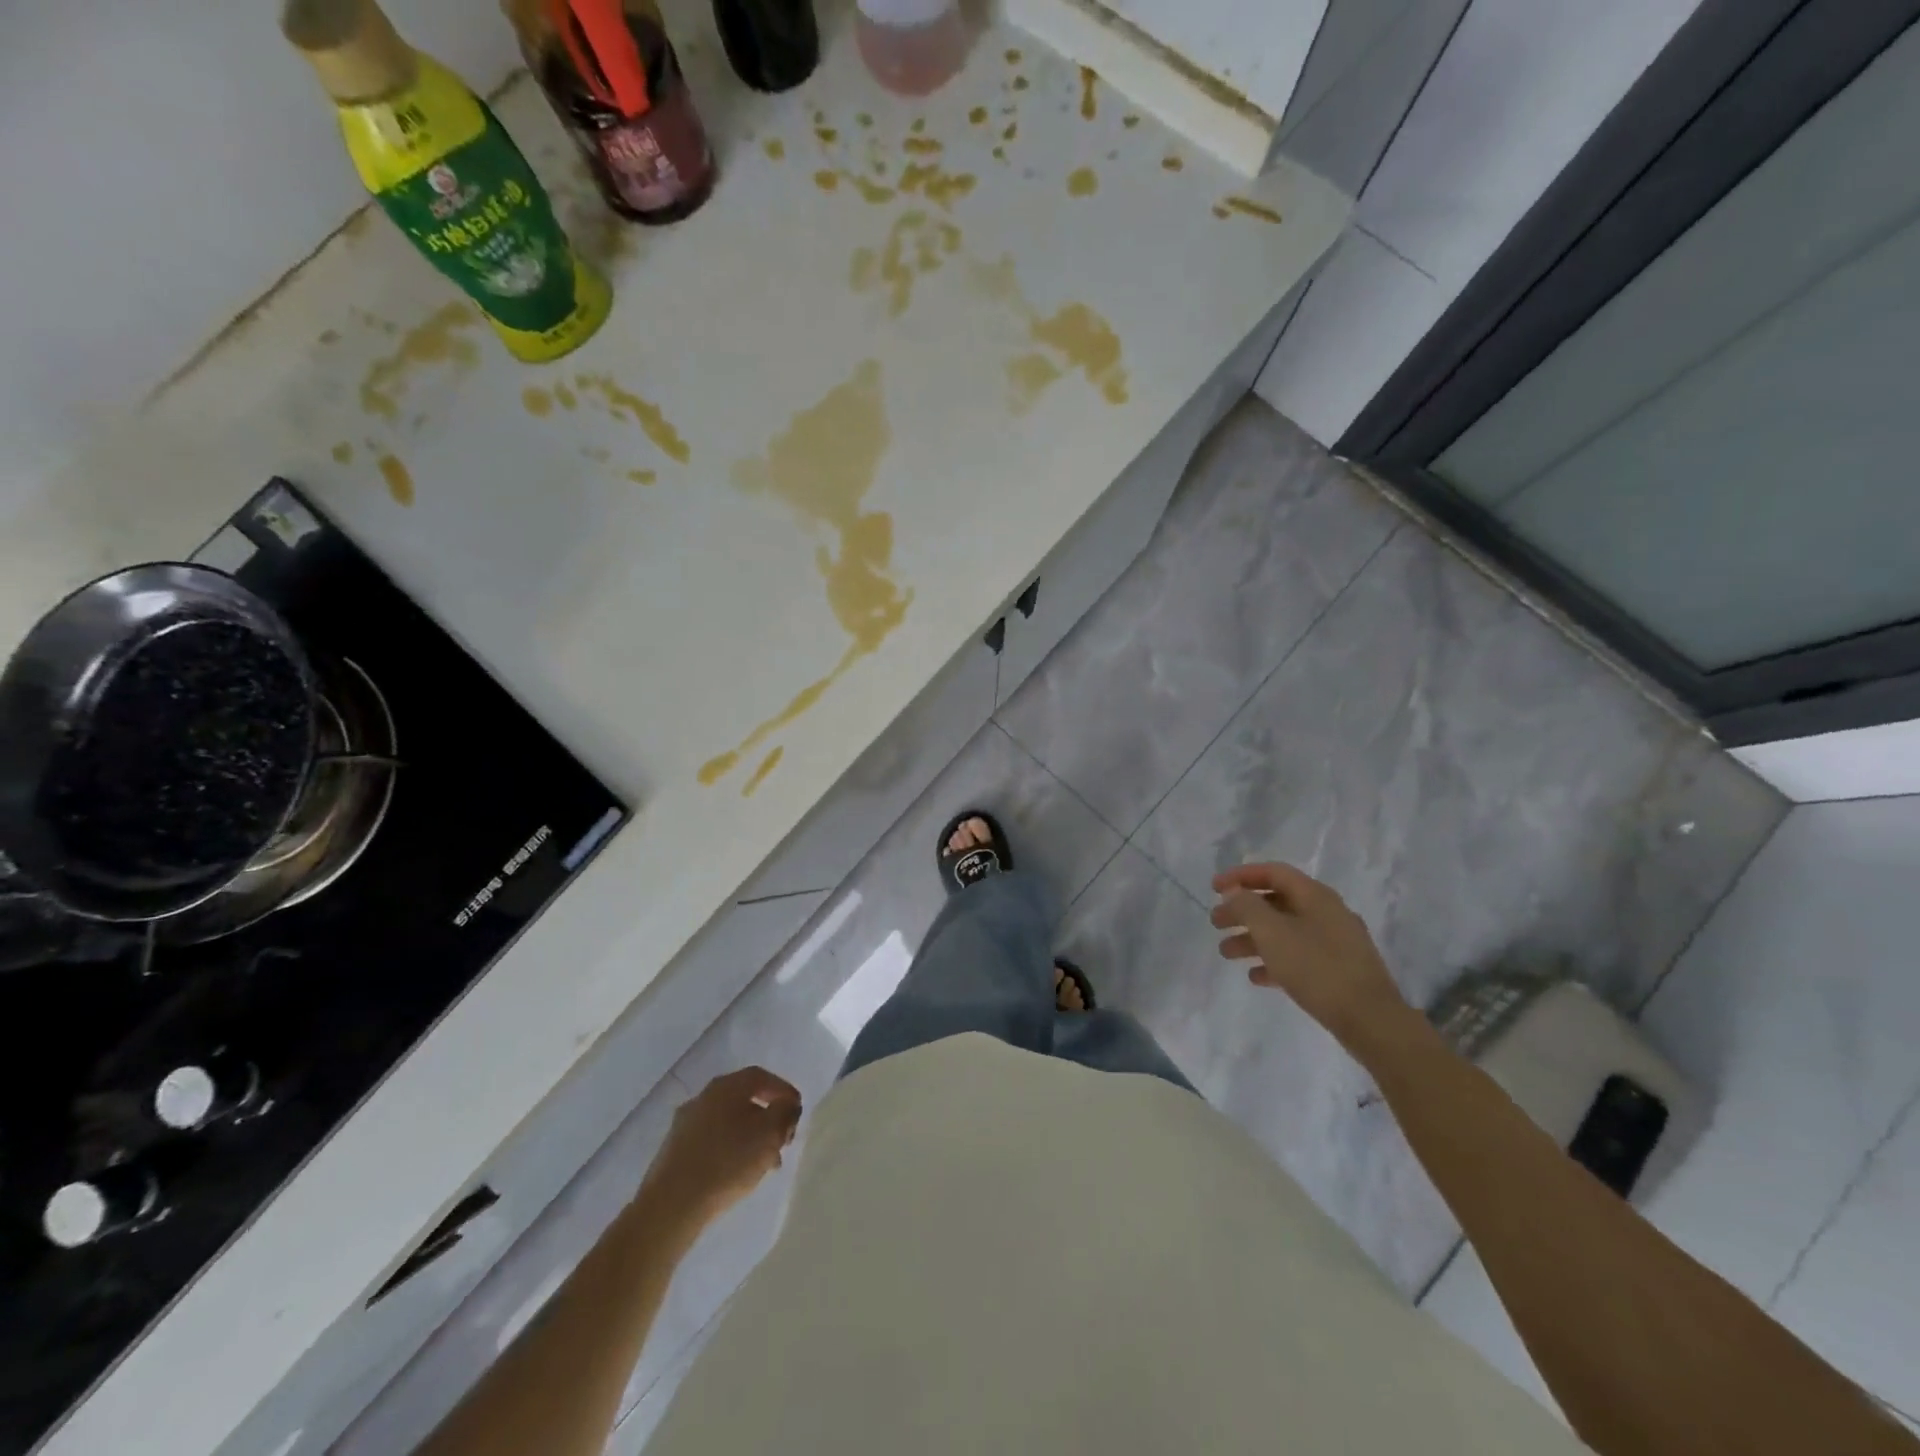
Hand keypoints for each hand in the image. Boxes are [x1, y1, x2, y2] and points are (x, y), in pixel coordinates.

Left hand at [643, 1067, 801, 1227]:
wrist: (672, 1205)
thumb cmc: (727, 1162)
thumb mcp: (769, 1134)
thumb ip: (785, 1113)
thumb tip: (787, 1105)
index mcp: (726, 1086)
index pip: (761, 1077)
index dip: (783, 1090)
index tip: (796, 1111)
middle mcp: (703, 1097)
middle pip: (744, 1099)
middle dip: (768, 1118)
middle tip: (783, 1140)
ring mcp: (685, 1124)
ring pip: (728, 1122)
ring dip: (750, 1137)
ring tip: (765, 1164)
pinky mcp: (674, 1151)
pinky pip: (711, 1141)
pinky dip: (730, 1150)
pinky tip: (737, 1173)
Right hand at [1210, 863, 1408, 1053]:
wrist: (1370, 1020)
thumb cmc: (1317, 968)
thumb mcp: (1272, 932)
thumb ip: (1247, 907)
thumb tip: (1234, 892)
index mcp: (1315, 896)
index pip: (1273, 872)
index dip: (1240, 876)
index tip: (1213, 888)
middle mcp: (1327, 913)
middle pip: (1277, 902)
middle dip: (1243, 911)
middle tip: (1216, 923)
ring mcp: (1336, 942)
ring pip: (1285, 931)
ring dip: (1253, 938)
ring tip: (1226, 953)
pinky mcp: (1339, 970)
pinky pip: (1299, 956)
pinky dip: (1274, 961)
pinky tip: (1256, 976)